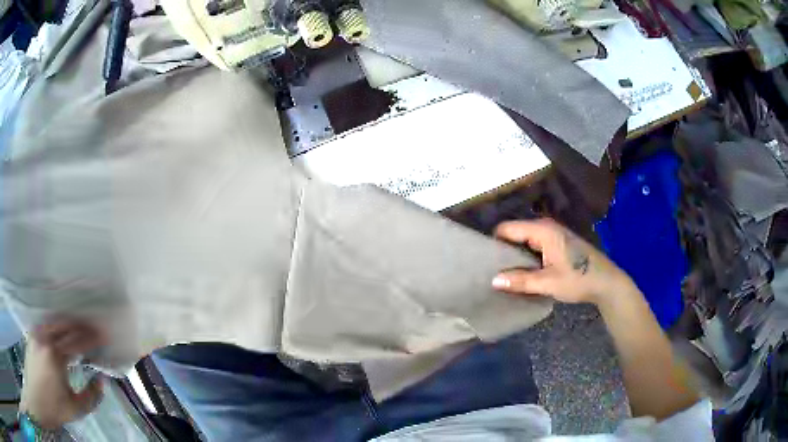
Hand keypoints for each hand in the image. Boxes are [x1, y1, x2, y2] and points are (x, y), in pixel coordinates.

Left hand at [20, 318, 106, 429]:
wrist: (37, 396)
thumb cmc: (55, 407)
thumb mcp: (76, 408)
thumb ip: (91, 396)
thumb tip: (102, 380)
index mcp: (56, 355)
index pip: (77, 340)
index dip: (92, 337)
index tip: (105, 335)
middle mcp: (45, 337)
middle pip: (66, 324)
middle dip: (82, 325)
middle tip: (95, 329)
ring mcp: (37, 333)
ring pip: (56, 320)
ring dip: (70, 323)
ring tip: (81, 328)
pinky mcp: (33, 333)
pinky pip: (47, 323)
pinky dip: (58, 325)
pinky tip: (63, 331)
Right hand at [491, 219, 634, 305]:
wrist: (606, 282)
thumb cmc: (579, 279)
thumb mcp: (548, 283)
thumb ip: (520, 281)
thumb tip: (493, 280)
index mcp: (542, 230)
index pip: (508, 228)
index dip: (494, 241)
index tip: (483, 259)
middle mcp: (546, 227)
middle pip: (515, 232)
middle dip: (503, 249)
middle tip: (491, 268)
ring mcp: (553, 234)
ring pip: (524, 239)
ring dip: (515, 254)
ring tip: (503, 271)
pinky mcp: (558, 243)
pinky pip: (534, 244)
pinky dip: (526, 255)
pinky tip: (522, 271)